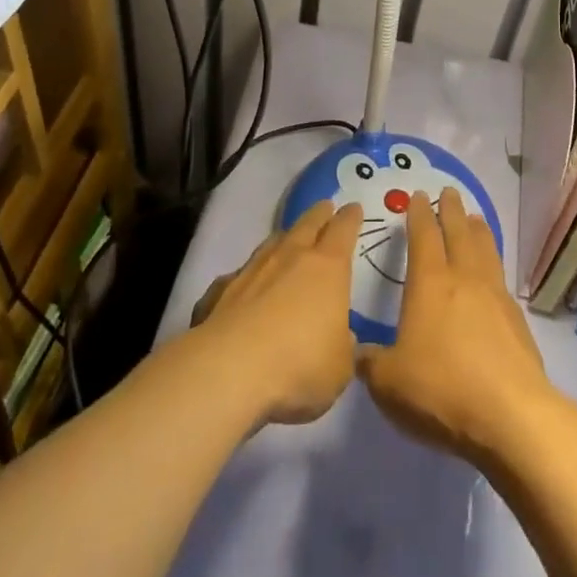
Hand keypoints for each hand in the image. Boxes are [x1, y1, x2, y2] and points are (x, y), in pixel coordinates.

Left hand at [189, 200, 362, 424]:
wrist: (231, 369)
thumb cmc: (299, 364)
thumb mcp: (339, 367)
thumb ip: (342, 347)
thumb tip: (339, 336)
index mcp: (328, 268)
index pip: (343, 230)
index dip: (350, 218)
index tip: (354, 208)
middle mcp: (291, 257)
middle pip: (308, 223)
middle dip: (319, 214)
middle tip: (325, 207)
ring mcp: (254, 269)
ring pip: (273, 242)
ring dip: (284, 238)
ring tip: (289, 238)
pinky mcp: (223, 289)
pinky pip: (241, 273)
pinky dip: (249, 274)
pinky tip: (246, 284)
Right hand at [357, 189, 553, 465]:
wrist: (511, 416)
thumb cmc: (442, 391)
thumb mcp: (389, 383)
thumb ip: (371, 363)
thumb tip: (360, 353)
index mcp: (430, 284)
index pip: (423, 237)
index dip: (419, 215)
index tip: (418, 196)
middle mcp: (464, 279)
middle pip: (459, 233)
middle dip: (451, 211)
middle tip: (449, 192)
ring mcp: (495, 297)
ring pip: (486, 250)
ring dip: (478, 231)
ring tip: (475, 218)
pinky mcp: (517, 321)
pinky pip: (501, 278)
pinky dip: (494, 264)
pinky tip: (493, 274)